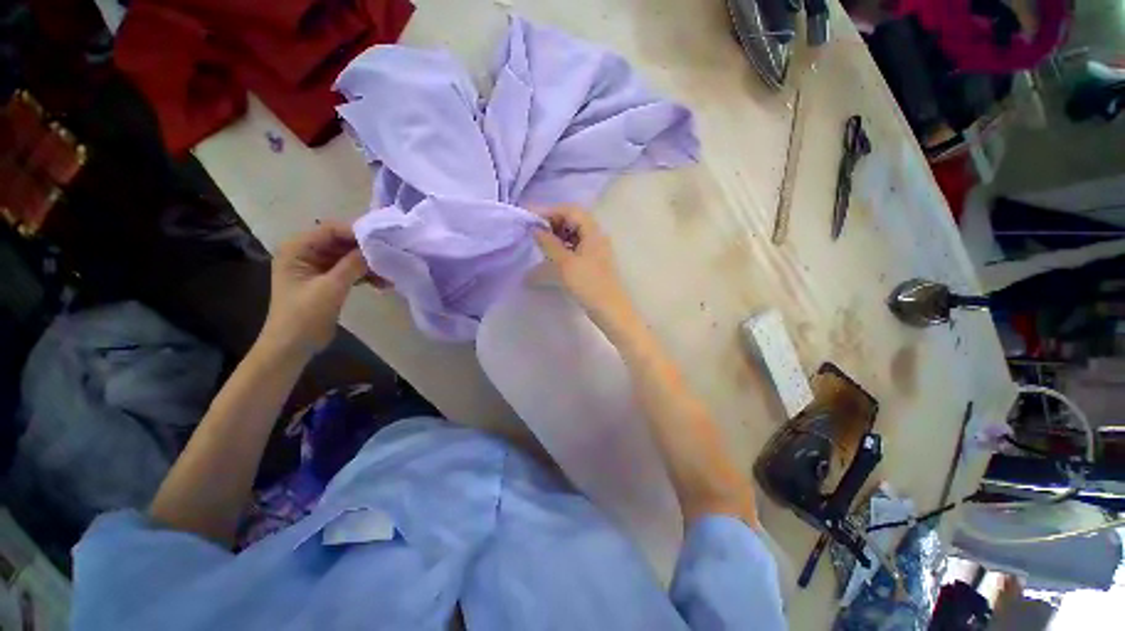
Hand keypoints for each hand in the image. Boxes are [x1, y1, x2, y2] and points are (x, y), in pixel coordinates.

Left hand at [261, 222, 381, 357]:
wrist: (292, 346)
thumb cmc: (304, 316)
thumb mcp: (330, 288)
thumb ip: (352, 265)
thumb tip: (375, 249)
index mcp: (297, 249)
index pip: (330, 230)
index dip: (356, 232)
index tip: (383, 239)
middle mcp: (306, 253)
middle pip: (341, 242)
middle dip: (365, 249)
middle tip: (391, 255)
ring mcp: (317, 266)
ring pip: (348, 256)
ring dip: (368, 264)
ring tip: (390, 273)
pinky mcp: (327, 279)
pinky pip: (350, 270)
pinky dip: (365, 275)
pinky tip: (383, 283)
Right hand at [533, 207, 634, 326]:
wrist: (609, 310)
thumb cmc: (588, 285)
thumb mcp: (565, 263)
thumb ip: (549, 244)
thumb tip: (535, 229)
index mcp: (593, 231)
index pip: (570, 210)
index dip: (549, 210)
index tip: (530, 217)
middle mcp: (596, 236)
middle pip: (573, 220)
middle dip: (552, 222)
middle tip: (534, 230)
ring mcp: (595, 249)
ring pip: (574, 234)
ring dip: (557, 235)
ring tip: (540, 243)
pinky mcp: (593, 261)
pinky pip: (575, 247)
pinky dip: (562, 247)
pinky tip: (552, 256)